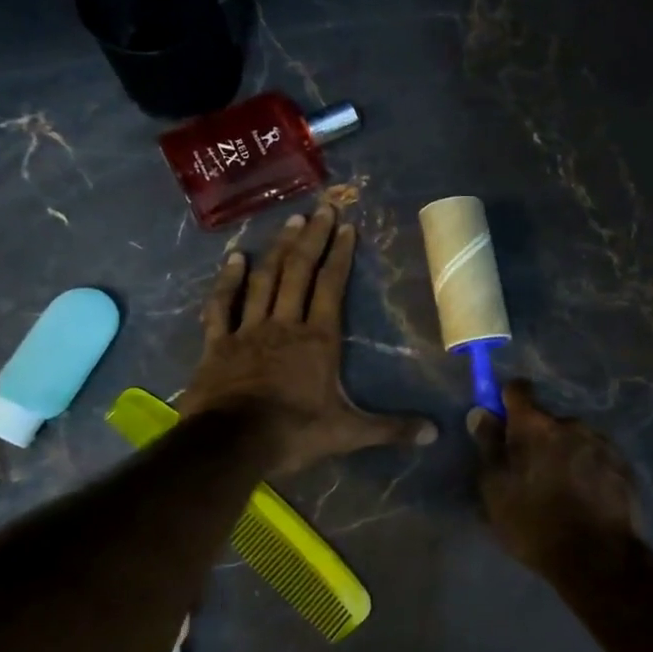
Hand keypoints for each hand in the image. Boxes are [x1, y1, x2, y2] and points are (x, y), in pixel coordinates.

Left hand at [180, 206, 436, 474]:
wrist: (232, 444)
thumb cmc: (294, 433)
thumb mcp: (349, 433)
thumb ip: (391, 429)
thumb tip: (435, 434)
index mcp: (318, 339)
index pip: (331, 287)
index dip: (340, 255)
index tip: (346, 226)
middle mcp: (284, 324)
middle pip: (299, 272)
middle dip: (312, 238)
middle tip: (321, 208)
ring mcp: (248, 330)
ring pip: (264, 280)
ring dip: (277, 249)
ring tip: (289, 221)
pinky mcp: (217, 344)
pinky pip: (221, 305)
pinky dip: (227, 281)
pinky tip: (234, 257)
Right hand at [468, 379, 641, 574]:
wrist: (597, 558)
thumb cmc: (534, 523)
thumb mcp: (496, 490)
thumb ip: (488, 446)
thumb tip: (481, 413)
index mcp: (535, 426)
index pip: (518, 390)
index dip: (507, 400)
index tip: (502, 421)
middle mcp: (570, 424)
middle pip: (547, 420)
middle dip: (537, 437)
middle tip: (530, 471)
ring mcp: (601, 443)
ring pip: (573, 438)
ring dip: (563, 453)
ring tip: (560, 489)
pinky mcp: (622, 464)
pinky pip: (595, 456)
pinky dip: (586, 468)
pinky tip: (583, 497)